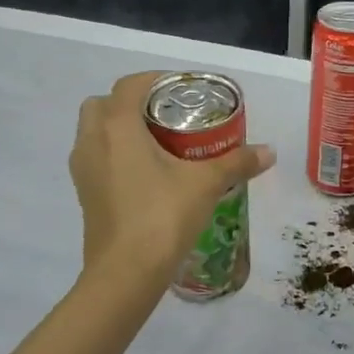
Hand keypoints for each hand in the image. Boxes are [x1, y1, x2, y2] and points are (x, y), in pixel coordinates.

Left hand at [69, 72, 275, 274]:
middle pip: (105, 104)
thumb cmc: (162, 217)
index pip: (132, 84)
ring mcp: (83, 168)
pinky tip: (146, 173)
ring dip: (120, 128)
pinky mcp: (84, 193)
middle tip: (168, 116)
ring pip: (95, 132)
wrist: (125, 274)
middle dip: (133, 103)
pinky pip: (97, 158)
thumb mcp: (206, 184)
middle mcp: (92, 140)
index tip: (184, 91)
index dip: (158, 80)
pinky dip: (115, 154)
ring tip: (159, 143)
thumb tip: (270, 152)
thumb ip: (237, 162)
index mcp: (117, 126)